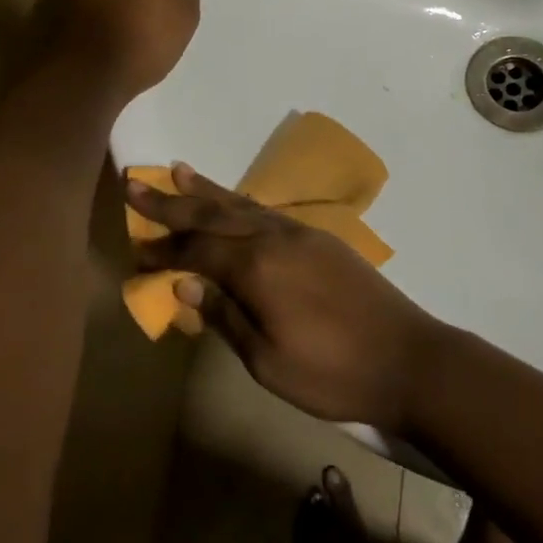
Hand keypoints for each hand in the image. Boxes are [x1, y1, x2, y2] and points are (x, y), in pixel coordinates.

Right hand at [127, 164, 441, 430]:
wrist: (408, 359)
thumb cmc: (332, 372)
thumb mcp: (267, 361)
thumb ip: (224, 315)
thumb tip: (183, 281)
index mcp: (257, 267)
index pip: (196, 250)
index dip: (162, 250)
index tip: (133, 248)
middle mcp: (273, 237)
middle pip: (212, 215)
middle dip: (171, 203)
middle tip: (136, 185)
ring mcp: (299, 233)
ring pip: (241, 205)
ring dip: (205, 190)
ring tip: (177, 170)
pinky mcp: (319, 238)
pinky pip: (266, 211)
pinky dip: (240, 202)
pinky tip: (231, 202)